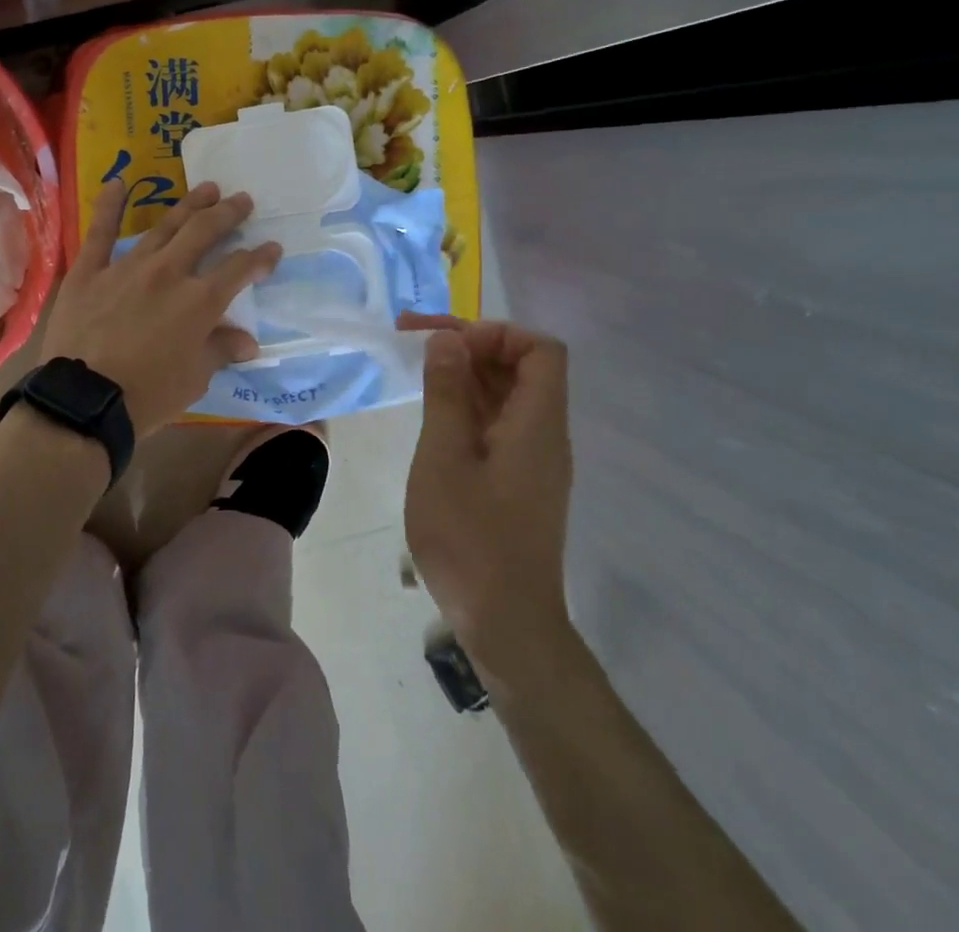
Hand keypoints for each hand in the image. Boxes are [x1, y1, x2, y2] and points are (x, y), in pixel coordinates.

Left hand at [40, 179, 281, 437]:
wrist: (85, 401)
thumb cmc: (148, 396)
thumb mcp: (195, 379)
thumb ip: (220, 350)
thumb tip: (248, 342)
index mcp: (199, 301)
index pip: (239, 269)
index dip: (260, 257)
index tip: (273, 247)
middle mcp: (168, 273)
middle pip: (204, 232)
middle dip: (228, 213)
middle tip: (242, 200)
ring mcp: (127, 267)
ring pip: (164, 226)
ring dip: (188, 204)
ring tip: (206, 188)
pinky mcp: (90, 271)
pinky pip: (100, 232)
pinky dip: (109, 205)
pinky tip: (117, 181)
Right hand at [400, 313, 574, 676]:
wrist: (506, 625)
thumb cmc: (471, 539)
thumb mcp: (444, 458)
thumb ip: (446, 394)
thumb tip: (448, 340)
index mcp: (537, 423)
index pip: (540, 349)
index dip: (496, 333)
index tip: (448, 343)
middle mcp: (544, 434)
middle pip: (521, 368)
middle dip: (471, 346)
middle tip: (414, 342)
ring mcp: (534, 460)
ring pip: (507, 396)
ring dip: (465, 376)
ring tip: (417, 373)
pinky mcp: (519, 482)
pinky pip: (499, 425)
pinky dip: (468, 408)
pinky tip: (433, 418)